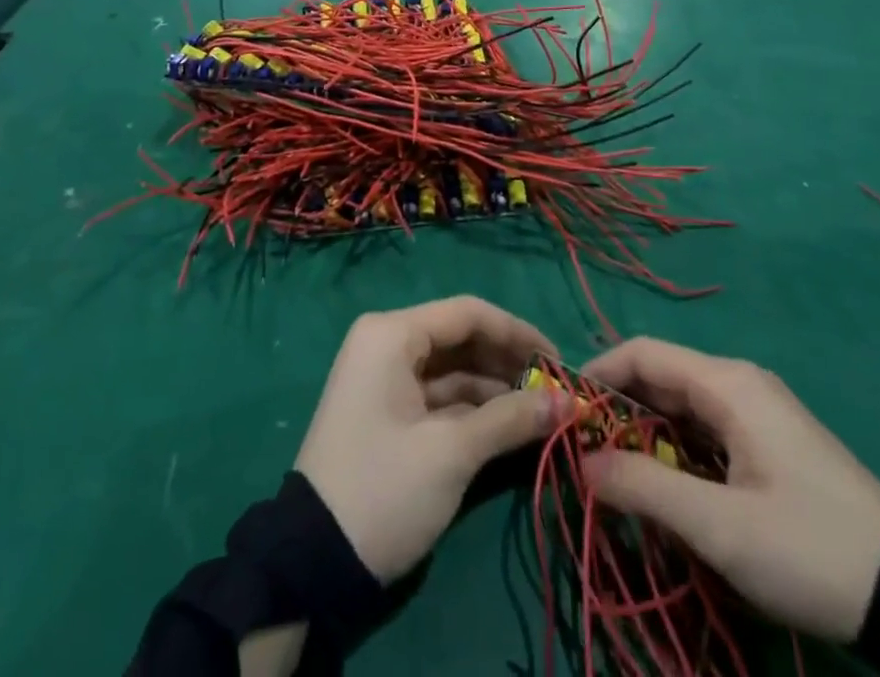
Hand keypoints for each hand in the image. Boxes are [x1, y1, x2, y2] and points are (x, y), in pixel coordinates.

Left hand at [295, 297, 563, 581]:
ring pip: (454, 370)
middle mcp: (388, 343)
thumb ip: (511, 419)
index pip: (468, 314)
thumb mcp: (451, 453)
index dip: (518, 333)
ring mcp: (386, 379)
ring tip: (542, 412)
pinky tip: (511, 428)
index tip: (558, 361)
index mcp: (393, 334)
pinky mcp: (389, 413)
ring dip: (496, 390)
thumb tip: (569, 402)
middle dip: (509, 364)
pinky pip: (440, 397)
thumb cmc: (383, 489)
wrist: (310, 566)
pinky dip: (474, 410)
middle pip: (462, 339)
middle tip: (554, 391)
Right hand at [580, 339, 879, 644]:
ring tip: (612, 475)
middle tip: (581, 453)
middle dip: (617, 411)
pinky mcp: (767, 441)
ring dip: (644, 435)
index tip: (564, 410)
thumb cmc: (809, 547)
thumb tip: (581, 463)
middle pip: (661, 378)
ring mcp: (756, 412)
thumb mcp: (721, 527)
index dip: (599, 374)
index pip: (644, 354)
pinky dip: (674, 450)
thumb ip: (645, 489)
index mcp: (727, 383)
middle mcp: (738, 383)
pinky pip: (704, 430)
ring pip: (681, 407)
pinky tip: (662, 487)